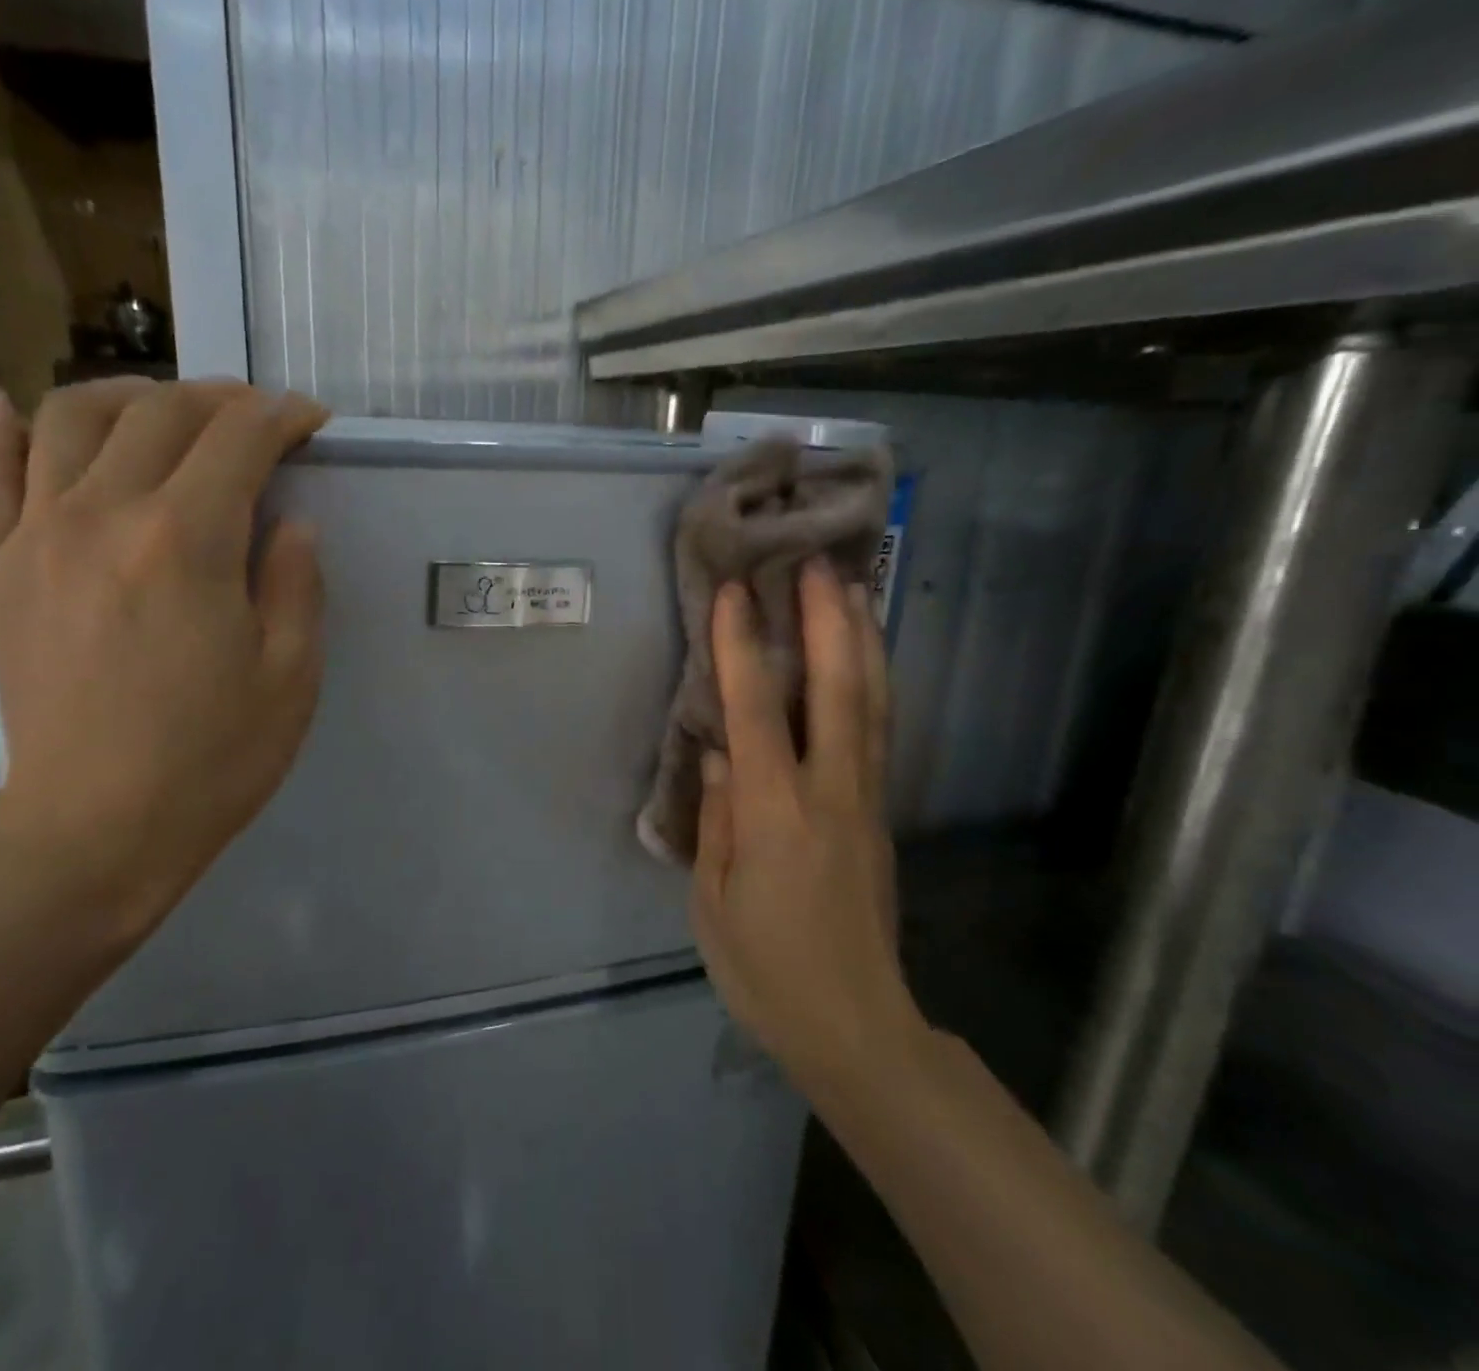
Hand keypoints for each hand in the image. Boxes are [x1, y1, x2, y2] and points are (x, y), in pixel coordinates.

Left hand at [0, 375, 328, 944]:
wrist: (95, 831)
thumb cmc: (212, 758)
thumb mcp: (291, 674)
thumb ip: (296, 582)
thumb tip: (291, 521)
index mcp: (187, 541)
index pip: (240, 440)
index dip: (283, 417)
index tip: (311, 421)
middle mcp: (104, 514)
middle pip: (161, 413)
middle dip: (220, 399)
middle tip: (256, 418)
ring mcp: (37, 535)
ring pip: (72, 416)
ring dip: (130, 394)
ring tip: (165, 409)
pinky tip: (6, 399)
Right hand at [691, 562, 927, 1102]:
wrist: (856, 1028)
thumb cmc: (767, 970)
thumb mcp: (715, 901)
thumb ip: (718, 818)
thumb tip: (720, 751)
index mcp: (777, 816)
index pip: (757, 714)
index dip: (744, 650)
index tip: (737, 594)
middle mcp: (831, 795)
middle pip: (838, 693)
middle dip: (828, 623)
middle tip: (820, 565)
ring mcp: (865, 803)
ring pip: (871, 707)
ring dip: (861, 643)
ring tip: (855, 590)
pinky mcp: (879, 817)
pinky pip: (877, 734)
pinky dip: (872, 685)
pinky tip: (864, 661)